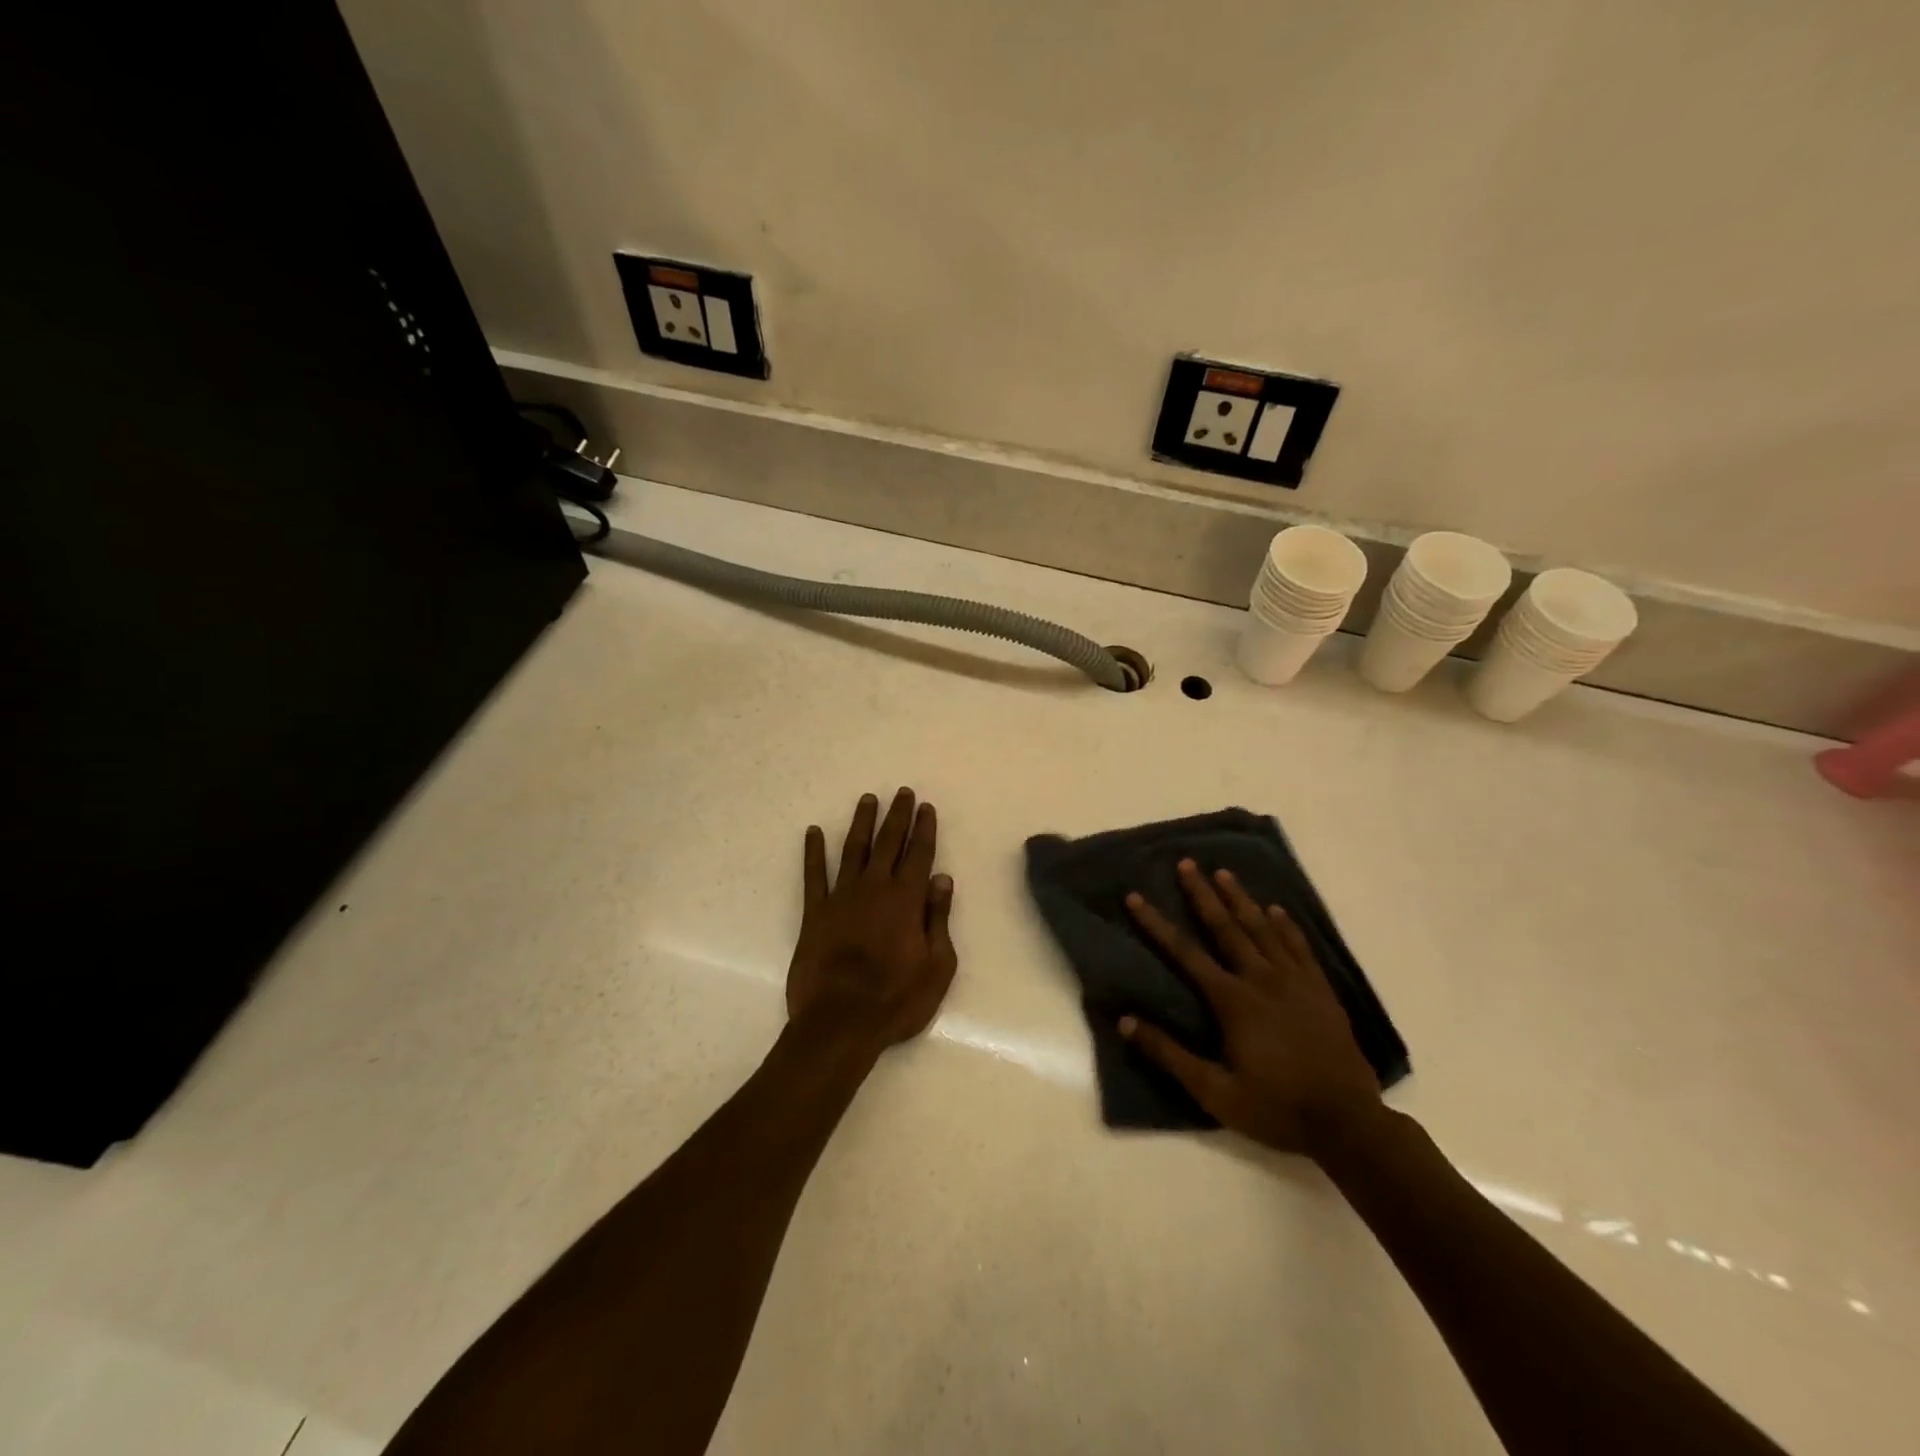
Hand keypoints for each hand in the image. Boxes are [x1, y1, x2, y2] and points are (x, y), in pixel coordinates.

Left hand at [786, 789, 957, 1053]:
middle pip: (888, 843)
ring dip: (861, 823)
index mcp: (906, 901)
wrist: (840, 1023)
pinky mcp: (815, 913)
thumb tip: (942, 879)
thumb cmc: (897, 1000)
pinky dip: (813, 852)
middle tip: (902, 792)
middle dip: (897, 816)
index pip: (919, 855)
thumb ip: (938, 919)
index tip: (926, 807)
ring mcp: (841, 898)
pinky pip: (813, 875)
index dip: (924, 829)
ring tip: (867, 800)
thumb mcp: (936, 966)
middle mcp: (874, 889)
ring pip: (853, 849)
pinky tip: (813, 832)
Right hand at [1118, 860, 1381, 1157]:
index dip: (1157, 924)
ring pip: (1263, 929)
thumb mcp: (1214, 1091)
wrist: (1347, 1124)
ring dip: (1241, 899)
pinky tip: (1277, 909)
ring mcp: (1295, 982)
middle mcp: (1261, 980)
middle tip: (1187, 864)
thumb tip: (1125, 1021)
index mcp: (1232, 1001)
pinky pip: (1300, 948)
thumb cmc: (1275, 1108)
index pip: (1185, 953)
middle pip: (1226, 928)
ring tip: (1224, 873)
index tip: (1135, 897)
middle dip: (1202, 894)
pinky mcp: (1320, 991)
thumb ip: (1169, 1054)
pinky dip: (1287, 926)